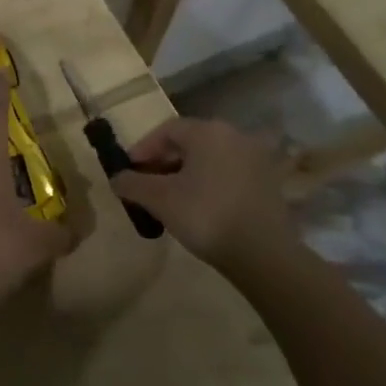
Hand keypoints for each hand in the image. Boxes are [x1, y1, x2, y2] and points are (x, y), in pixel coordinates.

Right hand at [111, 118, 296, 271]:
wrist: (264, 255)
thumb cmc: (206, 216)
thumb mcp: (160, 199)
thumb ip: (132, 184)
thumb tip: (116, 178)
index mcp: (208, 131)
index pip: (167, 130)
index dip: (143, 149)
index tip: (129, 170)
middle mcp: (234, 136)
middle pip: (189, 142)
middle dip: (163, 162)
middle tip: (146, 185)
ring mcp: (256, 159)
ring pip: (209, 159)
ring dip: (185, 174)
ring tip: (169, 199)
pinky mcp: (268, 183)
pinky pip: (228, 173)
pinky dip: (208, 184)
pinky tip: (198, 207)